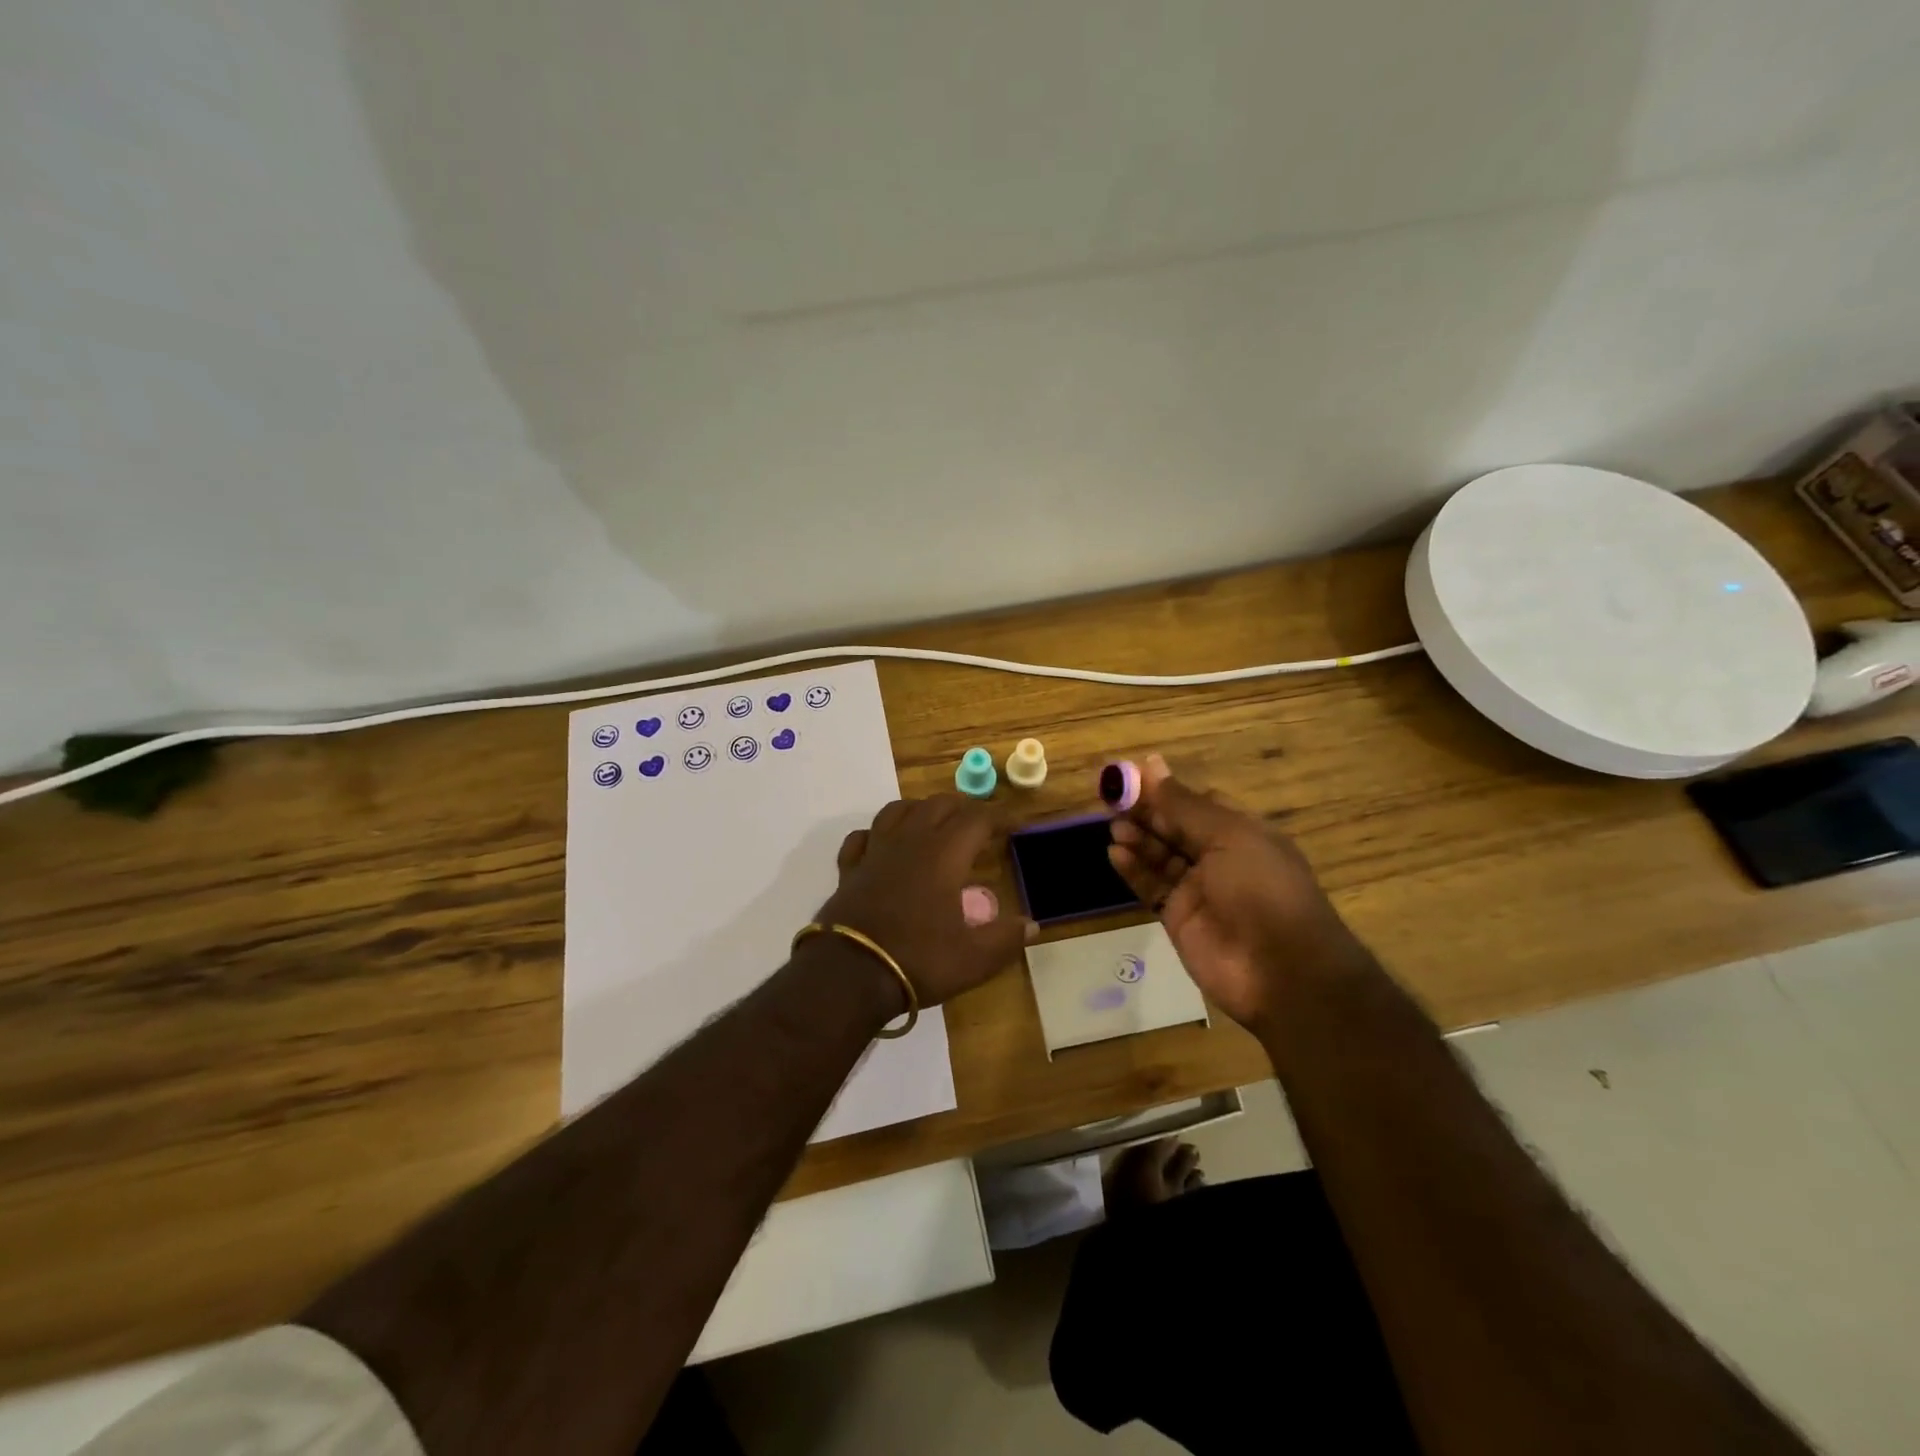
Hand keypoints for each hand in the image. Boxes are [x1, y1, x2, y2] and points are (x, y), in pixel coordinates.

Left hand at [815, 795, 1035, 1008]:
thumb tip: (1031, 925)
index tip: (1014, 824)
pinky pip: (862, 836)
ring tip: (933, 822)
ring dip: (920, 809)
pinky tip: (882, 844)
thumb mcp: (973, 959)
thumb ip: (1005, 939)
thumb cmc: (918, 960)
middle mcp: (909, 842)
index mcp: (944, 854)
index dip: (999, 816)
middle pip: (937, 804)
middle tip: (978, 823)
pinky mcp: (849, 869)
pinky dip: (877, 833)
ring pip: (897, 810)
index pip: (976, 819)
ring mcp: (875, 852)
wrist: (849, 974)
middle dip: (963, 807)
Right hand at [1106, 754, 1366, 1029]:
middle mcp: (1219, 857)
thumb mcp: (1228, 835)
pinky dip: (1133, 869)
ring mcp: (1198, 889)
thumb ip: (1183, 804)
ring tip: (1115, 828)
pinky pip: (1151, 886)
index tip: (1131, 777)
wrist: (1281, 971)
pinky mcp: (1178, 917)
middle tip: (1112, 799)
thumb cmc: (1263, 889)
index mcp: (1241, 832)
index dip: (1165, 790)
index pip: (1197, 803)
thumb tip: (1151, 764)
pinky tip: (1115, 854)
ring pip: (1159, 855)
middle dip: (1146, 813)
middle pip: (1174, 827)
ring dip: (1138, 839)